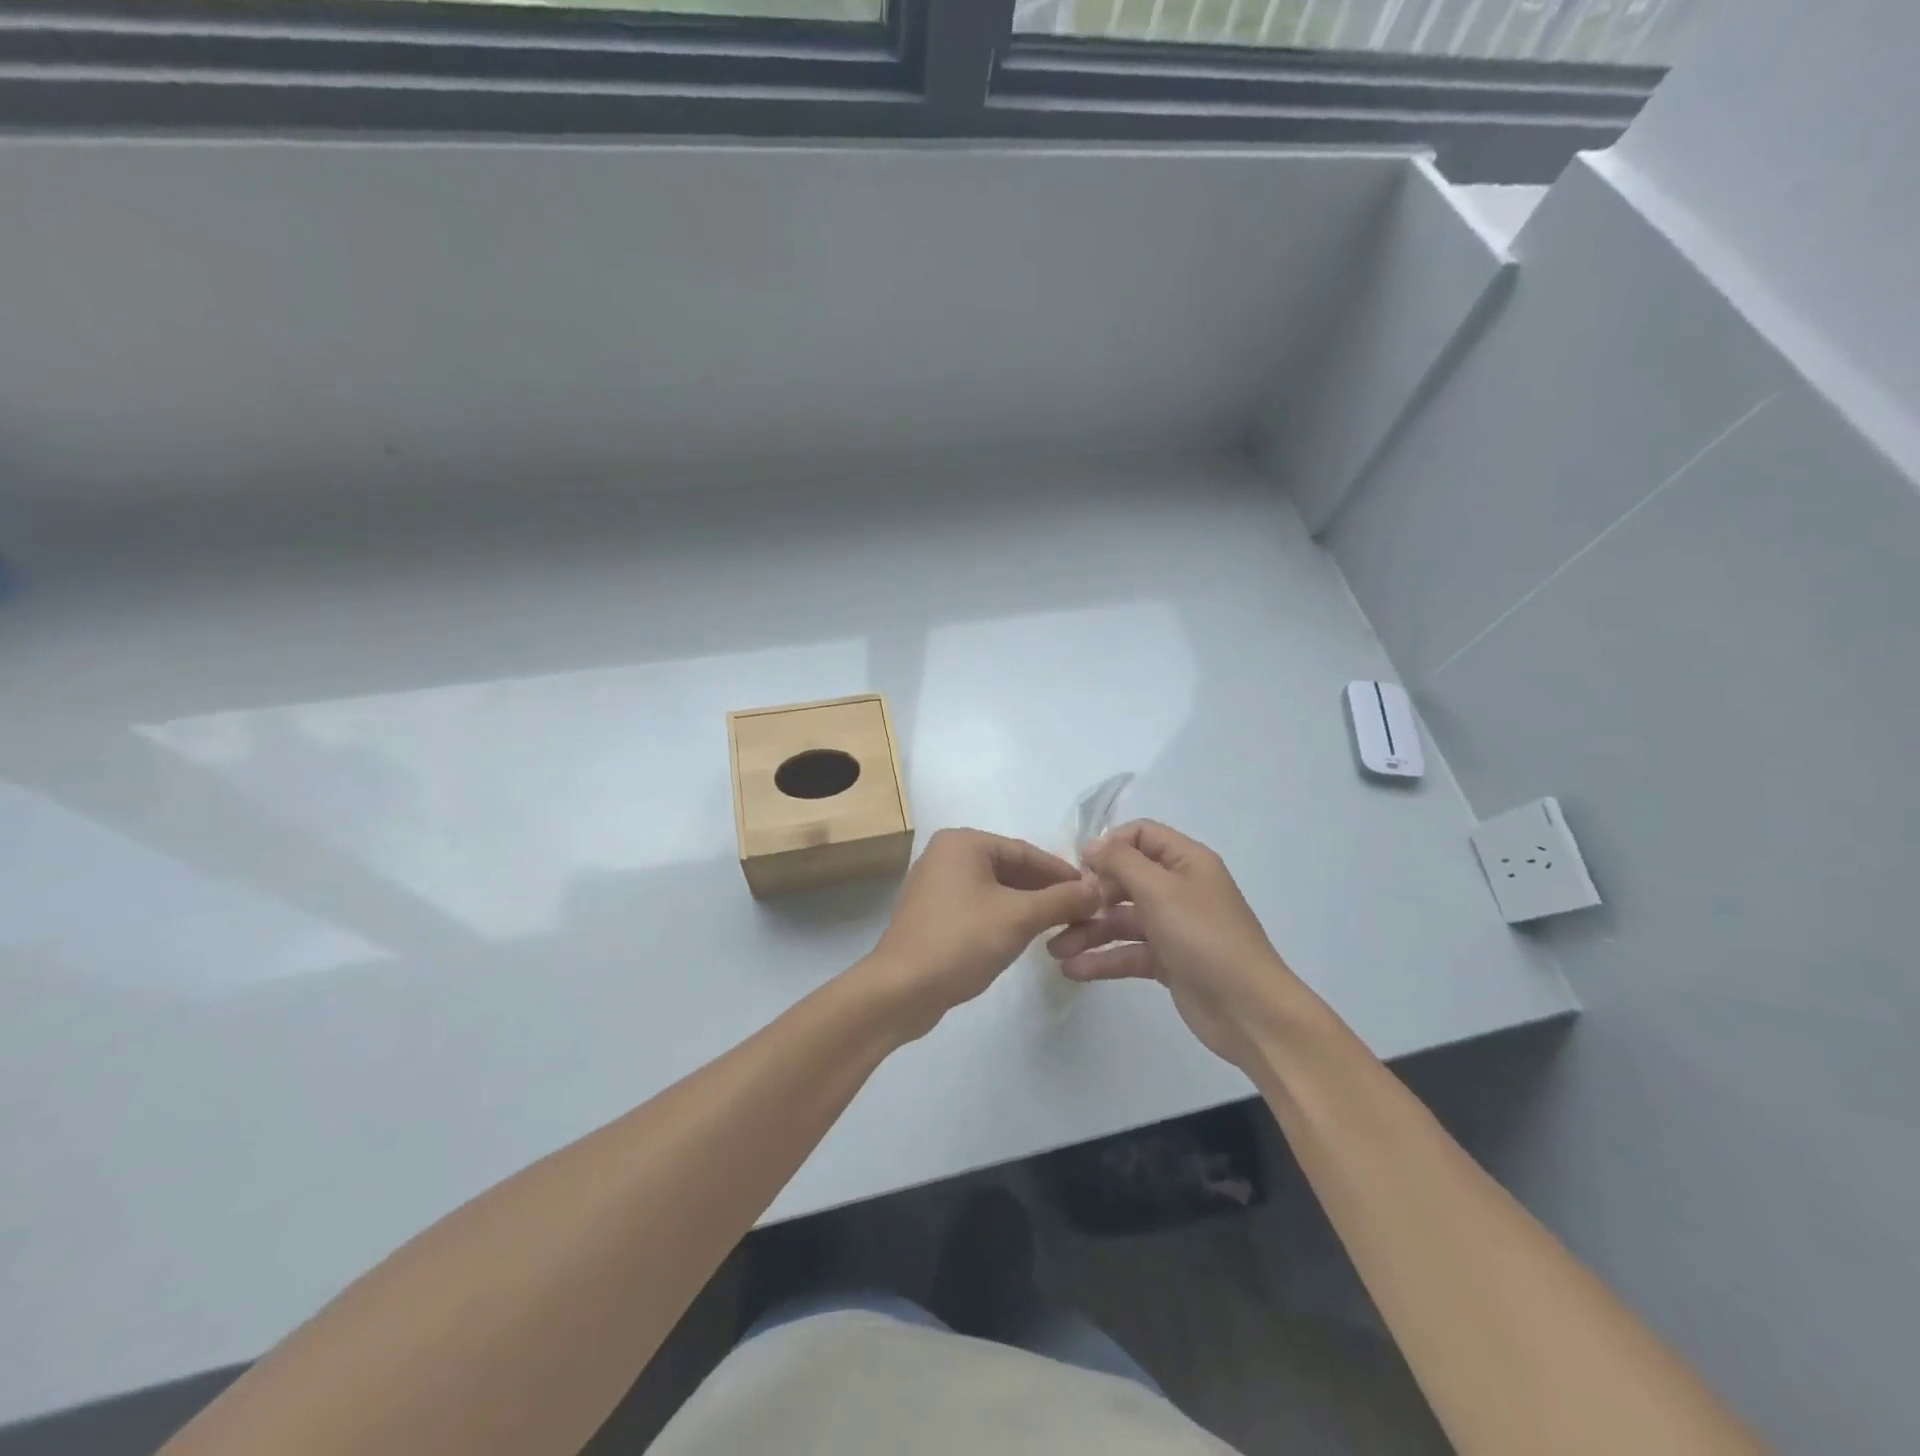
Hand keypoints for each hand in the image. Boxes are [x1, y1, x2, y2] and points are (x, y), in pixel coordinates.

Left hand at [860, 828, 1101, 1038]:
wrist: (901, 989)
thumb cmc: (961, 941)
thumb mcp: (1019, 918)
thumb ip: (1061, 900)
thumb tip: (1098, 889)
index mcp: (963, 843)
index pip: (1025, 852)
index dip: (1062, 873)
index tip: (1094, 892)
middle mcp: (946, 855)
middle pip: (1010, 868)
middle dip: (1045, 890)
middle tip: (1082, 912)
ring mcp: (936, 884)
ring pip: (995, 889)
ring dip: (1027, 905)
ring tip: (1061, 925)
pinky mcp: (933, 913)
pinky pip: (979, 905)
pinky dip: (1004, 916)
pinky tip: (1026, 935)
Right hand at [1046, 820, 1303, 1069]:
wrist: (1249, 1011)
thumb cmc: (1205, 938)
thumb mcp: (1161, 891)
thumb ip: (1121, 862)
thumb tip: (1092, 844)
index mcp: (1186, 861)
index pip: (1140, 835)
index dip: (1109, 846)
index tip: (1081, 868)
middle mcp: (1179, 888)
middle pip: (1125, 878)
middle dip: (1091, 894)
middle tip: (1062, 913)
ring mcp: (1173, 926)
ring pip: (1122, 919)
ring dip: (1088, 931)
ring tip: (1055, 950)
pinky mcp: (1168, 961)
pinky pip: (1128, 952)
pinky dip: (1102, 959)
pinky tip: (1072, 970)